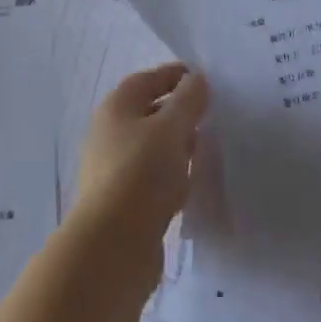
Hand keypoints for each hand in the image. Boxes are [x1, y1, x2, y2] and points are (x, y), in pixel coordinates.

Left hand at [72, 64, 208, 255]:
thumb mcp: (172, 128)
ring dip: (176, 144)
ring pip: (151, 146)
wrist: (113, 245)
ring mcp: (112, 169)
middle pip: (148, 112)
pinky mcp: (121, 202)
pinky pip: (151, 177)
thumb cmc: (141, 173)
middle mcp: (108, 133)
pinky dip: (171, 173)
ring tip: (207, 148)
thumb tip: (196, 79)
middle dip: (179, 111)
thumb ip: (188, 100)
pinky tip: (190, 183)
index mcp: (115, 108)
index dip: (175, 75)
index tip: (206, 79)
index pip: (147, 79)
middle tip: (212, 114)